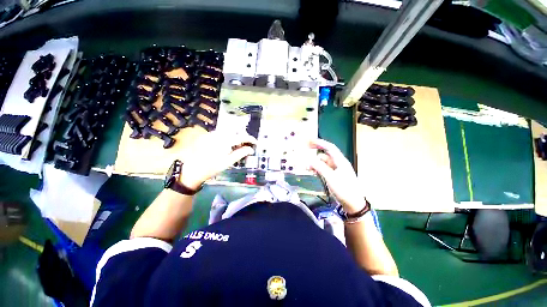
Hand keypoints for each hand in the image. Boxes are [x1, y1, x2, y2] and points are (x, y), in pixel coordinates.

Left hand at [180, 131, 256, 189]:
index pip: (241, 136)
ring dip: (235, 137)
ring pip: (228, 132)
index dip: (250, 139)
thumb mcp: (228, 162)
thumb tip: (251, 149)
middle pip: (235, 132)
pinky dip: (228, 138)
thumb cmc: (211, 168)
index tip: (255, 143)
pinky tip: (228, 145)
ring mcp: (211, 134)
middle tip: (248, 145)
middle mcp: (218, 134)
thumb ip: (240, 154)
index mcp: (224, 140)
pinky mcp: (207, 136)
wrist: (190, 170)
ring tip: (239, 145)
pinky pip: (221, 134)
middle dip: (243, 138)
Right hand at [308, 139, 365, 213]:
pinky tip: (313, 171)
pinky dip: (318, 168)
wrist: (354, 204)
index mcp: (340, 161)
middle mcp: (339, 163)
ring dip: (315, 162)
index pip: (329, 147)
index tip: (310, 141)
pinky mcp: (335, 176)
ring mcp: (337, 170)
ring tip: (306, 166)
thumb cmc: (344, 189)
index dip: (320, 142)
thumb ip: (319, 167)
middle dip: (316, 151)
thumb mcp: (330, 177)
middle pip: (326, 154)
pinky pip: (324, 169)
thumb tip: (309, 160)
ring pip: (324, 162)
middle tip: (306, 149)